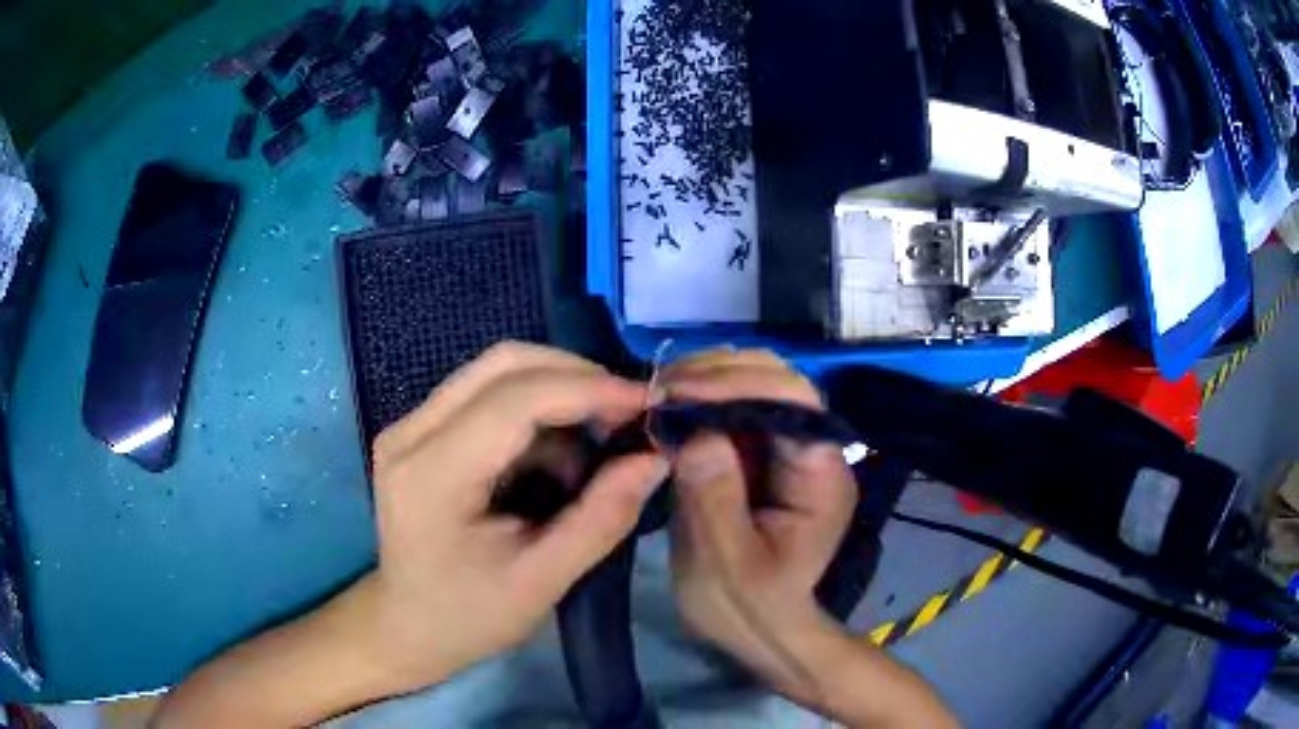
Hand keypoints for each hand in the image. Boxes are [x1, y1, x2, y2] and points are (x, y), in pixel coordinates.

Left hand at [365, 342, 667, 691]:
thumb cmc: (469, 616)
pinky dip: (535, 408)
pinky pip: (486, 392)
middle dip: (575, 376)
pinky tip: (557, 453)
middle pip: (502, 364)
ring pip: (495, 370)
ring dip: (556, 389)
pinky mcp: (419, 429)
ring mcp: (410, 425)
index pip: (513, 400)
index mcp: (432, 476)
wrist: (408, 624)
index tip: (645, 402)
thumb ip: (600, 520)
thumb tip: (654, 458)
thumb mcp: (541, 583)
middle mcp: (410, 433)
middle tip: (626, 412)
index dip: (586, 390)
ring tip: (596, 438)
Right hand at [662, 349, 856, 684]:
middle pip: (778, 379)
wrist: (759, 629)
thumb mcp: (726, 562)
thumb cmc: (749, 606)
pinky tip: (670, 407)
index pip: (794, 400)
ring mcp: (786, 448)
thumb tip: (693, 429)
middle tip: (661, 390)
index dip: (738, 383)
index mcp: (820, 475)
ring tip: (661, 394)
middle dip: (719, 373)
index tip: (679, 393)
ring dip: (708, 378)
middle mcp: (812, 449)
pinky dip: (701, 397)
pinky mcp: (760, 453)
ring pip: (757, 383)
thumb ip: (714, 497)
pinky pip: (735, 407)